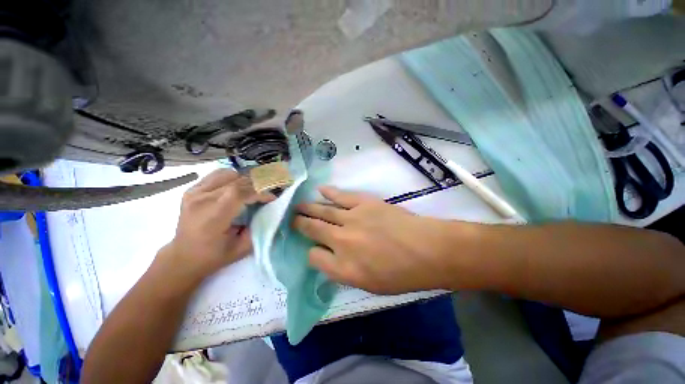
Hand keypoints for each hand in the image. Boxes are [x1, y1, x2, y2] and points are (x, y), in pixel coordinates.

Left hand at [160, 169, 272, 279]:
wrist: (183, 257)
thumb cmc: (214, 256)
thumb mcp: (242, 248)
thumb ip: (258, 228)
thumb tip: (269, 210)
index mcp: (212, 217)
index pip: (239, 193)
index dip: (259, 192)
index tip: (272, 198)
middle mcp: (201, 200)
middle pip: (236, 181)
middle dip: (257, 186)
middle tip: (265, 195)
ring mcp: (194, 192)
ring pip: (228, 174)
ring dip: (244, 181)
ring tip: (251, 192)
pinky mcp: (192, 189)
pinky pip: (217, 175)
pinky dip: (232, 178)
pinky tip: (236, 188)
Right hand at [292, 187, 456, 293]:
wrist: (427, 250)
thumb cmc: (402, 274)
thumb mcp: (369, 285)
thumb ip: (343, 272)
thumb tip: (327, 257)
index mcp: (342, 268)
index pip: (314, 257)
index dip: (311, 252)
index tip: (313, 248)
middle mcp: (341, 242)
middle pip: (312, 229)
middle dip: (299, 223)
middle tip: (291, 218)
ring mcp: (351, 219)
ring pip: (322, 211)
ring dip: (308, 207)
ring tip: (297, 205)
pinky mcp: (364, 203)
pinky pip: (341, 196)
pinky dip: (329, 193)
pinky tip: (320, 190)